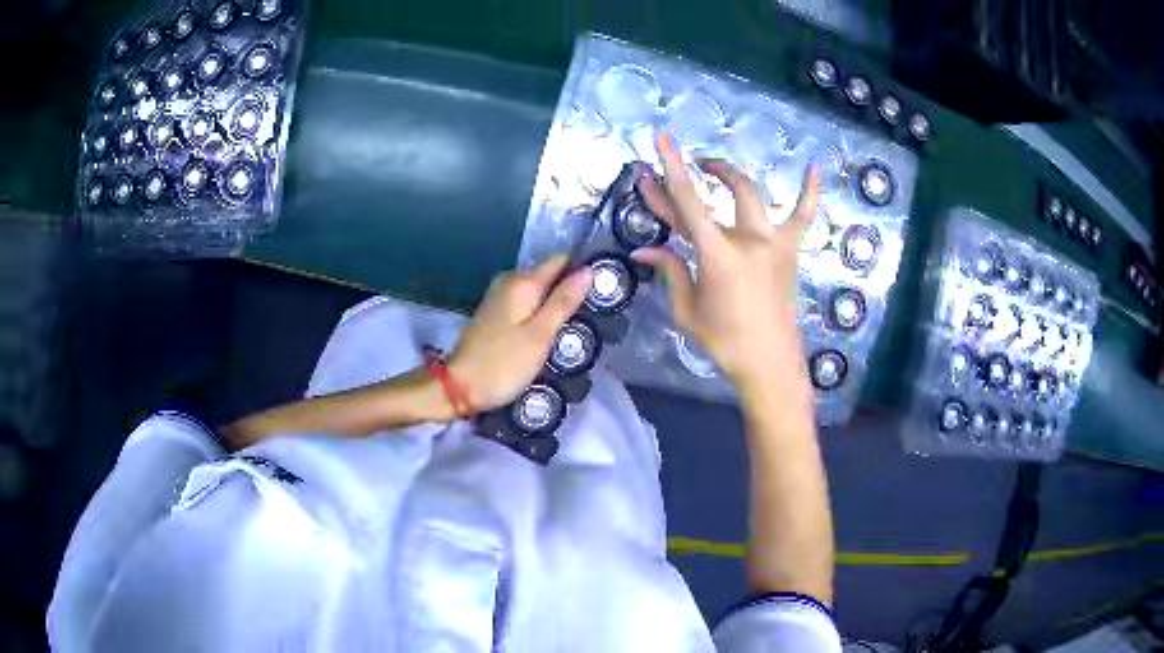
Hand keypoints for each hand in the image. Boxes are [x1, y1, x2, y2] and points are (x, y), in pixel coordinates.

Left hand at [448, 255, 592, 411]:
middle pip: (549, 274)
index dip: (582, 270)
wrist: (459, 387)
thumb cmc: (504, 364)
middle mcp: (510, 281)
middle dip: (571, 289)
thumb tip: (588, 270)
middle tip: (594, 314)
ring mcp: (500, 297)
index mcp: (523, 282)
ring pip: (539, 291)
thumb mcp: (540, 335)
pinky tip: (552, 332)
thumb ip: (564, 302)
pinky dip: (541, 313)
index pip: (561, 260)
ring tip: (578, 325)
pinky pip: (527, 304)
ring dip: (556, 303)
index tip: (602, 288)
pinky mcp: (495, 314)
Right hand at [632, 133, 820, 393]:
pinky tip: (815, 171)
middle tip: (675, 170)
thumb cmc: (724, 340)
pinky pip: (803, 217)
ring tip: (714, 167)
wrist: (769, 361)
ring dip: (730, 176)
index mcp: (718, 255)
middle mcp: (748, 239)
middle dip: (692, 176)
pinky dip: (809, 193)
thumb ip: (670, 271)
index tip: (662, 140)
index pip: (688, 203)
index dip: (671, 169)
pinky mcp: (791, 251)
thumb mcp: (687, 309)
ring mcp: (774, 242)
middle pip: (715, 196)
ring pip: (752, 195)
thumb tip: (643, 252)